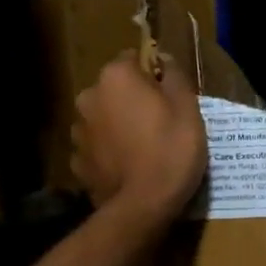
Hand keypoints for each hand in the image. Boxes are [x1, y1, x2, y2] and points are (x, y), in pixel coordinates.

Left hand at [70, 54, 208, 222]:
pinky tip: (128, 167)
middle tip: (159, 123)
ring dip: (117, 125)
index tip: (169, 95)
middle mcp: (89, 97)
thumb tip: (164, 60)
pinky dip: (109, 152)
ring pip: (103, 118)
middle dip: (132, 100)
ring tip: (142, 148)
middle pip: (114, 89)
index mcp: (116, 77)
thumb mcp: (188, 108)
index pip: (133, 59)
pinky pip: (97, 148)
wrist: (143, 206)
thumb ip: (174, 76)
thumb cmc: (171, 149)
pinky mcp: (77, 162)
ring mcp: (78, 131)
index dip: (153, 75)